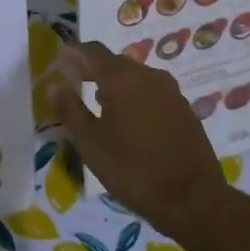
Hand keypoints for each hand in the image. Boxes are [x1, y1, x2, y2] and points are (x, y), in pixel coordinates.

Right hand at [48, 41, 236, 246]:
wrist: (194, 199)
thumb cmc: (133, 170)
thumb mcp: (91, 143)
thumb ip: (70, 109)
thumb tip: (55, 84)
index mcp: (122, 78)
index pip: (91, 50)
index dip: (71, 54)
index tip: (56, 65)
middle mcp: (149, 75)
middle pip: (114, 62)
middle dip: (91, 70)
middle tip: (73, 86)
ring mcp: (171, 91)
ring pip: (134, 77)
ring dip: (113, 85)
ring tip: (97, 106)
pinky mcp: (184, 109)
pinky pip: (151, 92)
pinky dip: (133, 98)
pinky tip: (127, 122)